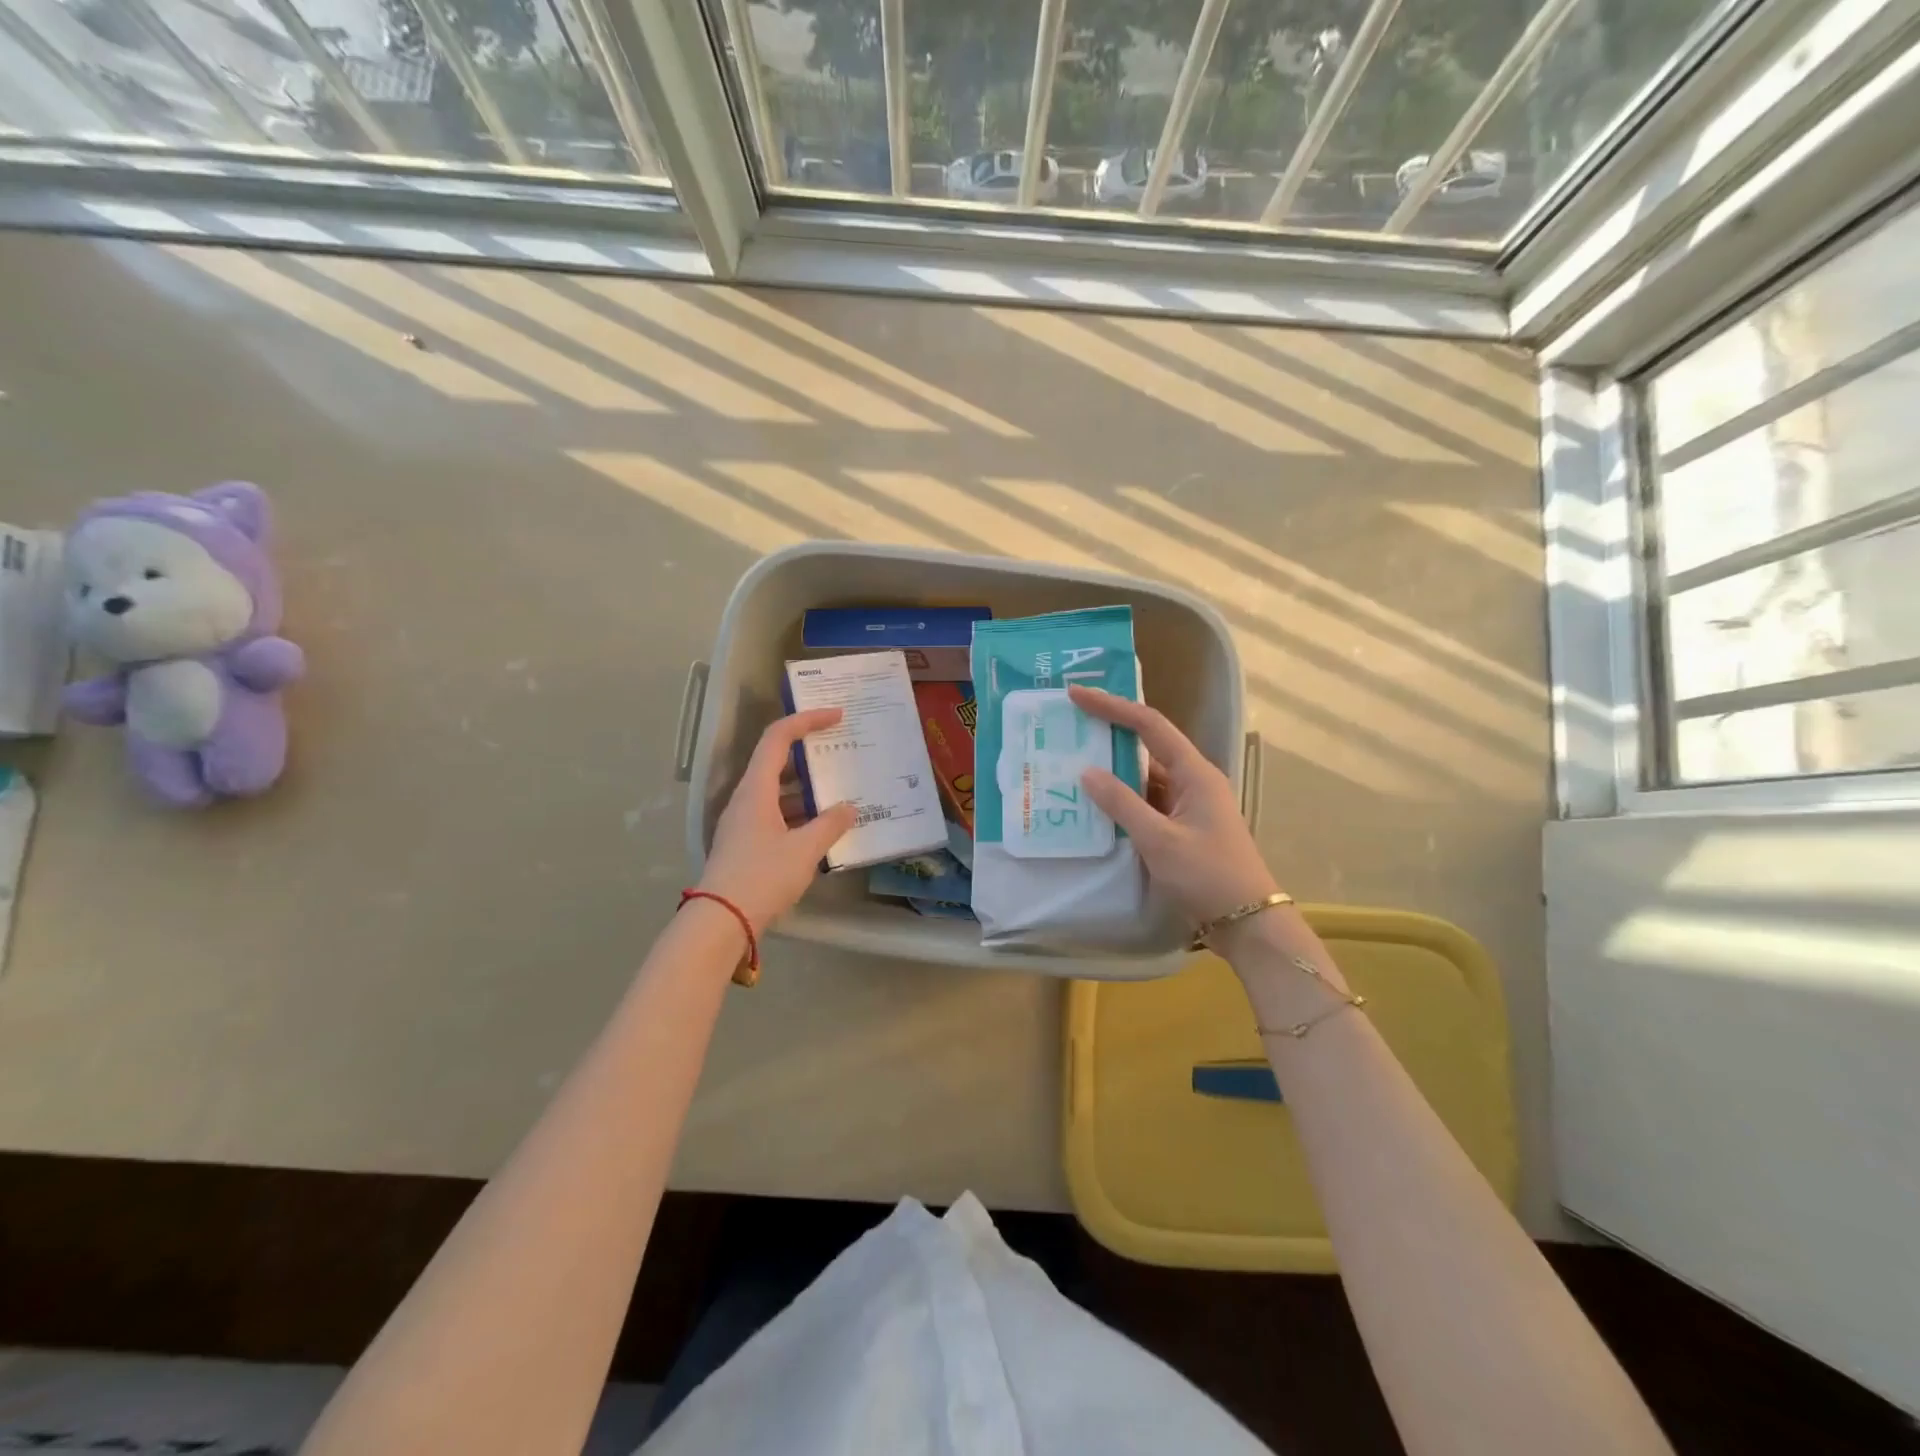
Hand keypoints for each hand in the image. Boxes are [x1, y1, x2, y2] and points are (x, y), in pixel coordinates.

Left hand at [698, 709, 857, 935]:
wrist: (720, 920)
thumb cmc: (762, 876)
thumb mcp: (804, 849)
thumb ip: (830, 825)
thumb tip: (850, 808)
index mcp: (756, 789)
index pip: (778, 737)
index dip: (807, 720)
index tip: (836, 715)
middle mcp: (746, 798)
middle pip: (776, 761)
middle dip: (810, 753)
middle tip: (841, 752)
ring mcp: (743, 822)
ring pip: (777, 790)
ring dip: (806, 788)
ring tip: (840, 791)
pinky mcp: (745, 843)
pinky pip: (776, 814)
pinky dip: (799, 812)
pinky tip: (821, 827)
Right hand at [1070, 685, 1278, 926]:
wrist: (1247, 922)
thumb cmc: (1207, 875)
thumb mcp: (1159, 840)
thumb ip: (1121, 804)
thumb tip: (1086, 771)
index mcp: (1195, 773)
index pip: (1149, 725)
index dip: (1113, 706)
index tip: (1077, 694)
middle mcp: (1193, 781)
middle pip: (1147, 745)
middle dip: (1109, 732)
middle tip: (1069, 723)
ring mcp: (1188, 805)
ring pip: (1144, 776)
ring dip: (1112, 768)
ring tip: (1071, 759)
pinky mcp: (1182, 827)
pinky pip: (1146, 801)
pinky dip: (1121, 798)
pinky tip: (1094, 802)